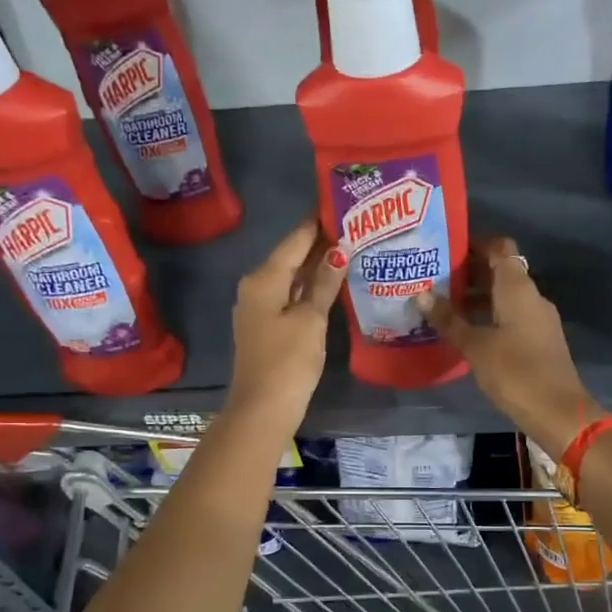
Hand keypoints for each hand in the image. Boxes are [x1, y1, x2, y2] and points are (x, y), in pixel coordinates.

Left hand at [226, 217, 345, 432]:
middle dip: (320, 243)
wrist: (263, 408)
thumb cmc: (288, 361)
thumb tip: (338, 250)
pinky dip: (310, 288)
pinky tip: (332, 284)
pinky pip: (290, 296)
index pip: (295, 239)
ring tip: (350, 249)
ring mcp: (259, 308)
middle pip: (291, 256)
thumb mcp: (311, 319)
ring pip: (291, 277)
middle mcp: (256, 286)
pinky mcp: (266, 326)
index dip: (318, 222)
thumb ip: (324, 283)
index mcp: (263, 278)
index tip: (342, 203)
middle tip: (355, 226)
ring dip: (317, 266)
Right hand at [423, 237, 604, 455]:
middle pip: (500, 271)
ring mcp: (537, 319)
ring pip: (504, 296)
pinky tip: (464, 332)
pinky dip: (488, 316)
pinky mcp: (538, 340)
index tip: (446, 249)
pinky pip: (510, 316)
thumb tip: (420, 295)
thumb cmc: (515, 372)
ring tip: (442, 306)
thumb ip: (448, 319)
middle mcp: (531, 296)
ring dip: (476, 297)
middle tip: (433, 279)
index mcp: (517, 288)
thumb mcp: (475, 346)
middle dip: (468, 273)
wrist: (557, 411)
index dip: (475, 243)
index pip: (500, 247)